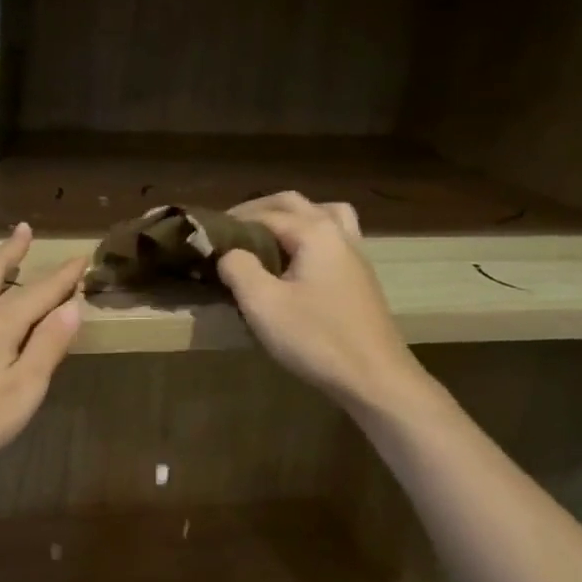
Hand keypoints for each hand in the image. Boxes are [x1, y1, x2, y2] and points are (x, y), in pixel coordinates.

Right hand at [217, 192, 421, 414]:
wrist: (374, 377)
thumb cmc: (316, 338)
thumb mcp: (263, 304)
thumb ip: (238, 268)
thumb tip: (228, 253)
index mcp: (315, 232)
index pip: (265, 214)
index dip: (232, 221)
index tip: (206, 235)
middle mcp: (338, 233)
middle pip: (294, 204)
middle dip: (259, 210)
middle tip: (230, 229)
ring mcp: (355, 253)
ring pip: (323, 214)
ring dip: (291, 216)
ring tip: (268, 235)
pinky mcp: (360, 276)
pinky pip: (334, 236)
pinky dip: (310, 234)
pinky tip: (296, 262)